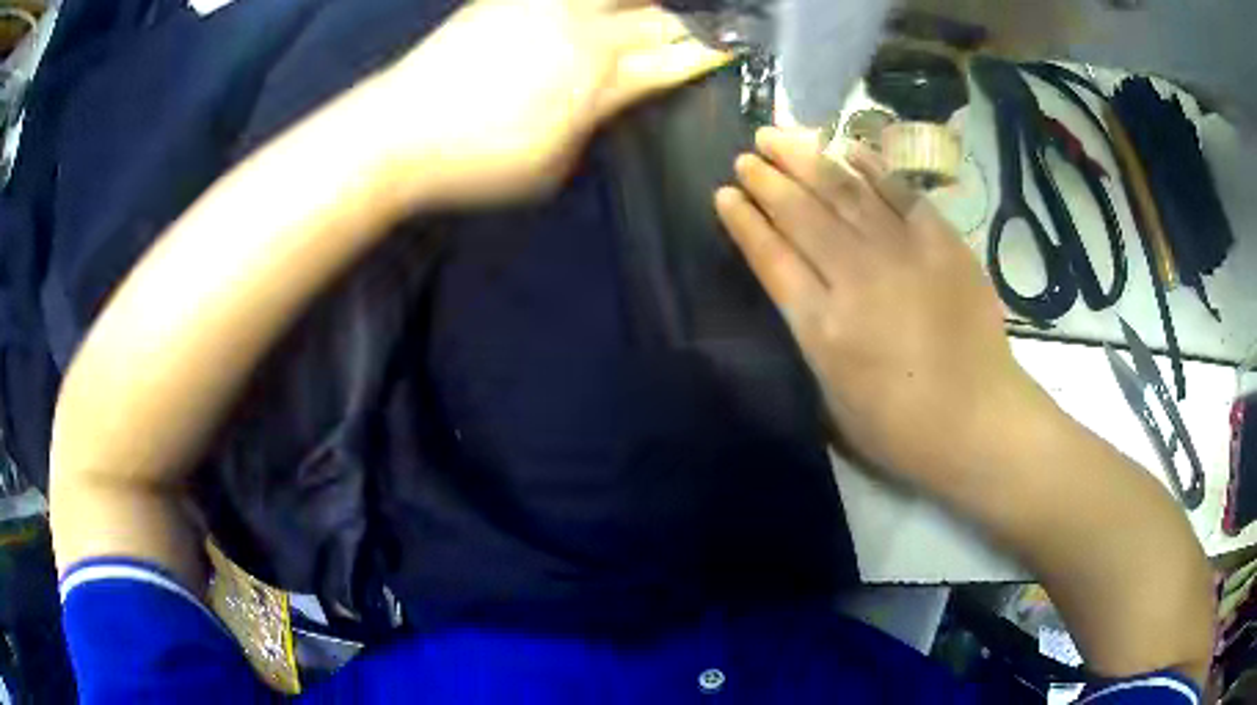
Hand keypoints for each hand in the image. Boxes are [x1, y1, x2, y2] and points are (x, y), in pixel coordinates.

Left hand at [377, 0, 729, 205]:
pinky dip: (596, 1)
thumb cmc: (476, 162)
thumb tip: (614, 95)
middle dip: (689, 23)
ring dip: (647, 6)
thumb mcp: (553, 163)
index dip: (704, 54)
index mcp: (598, 74)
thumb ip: (596, 121)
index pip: (670, 60)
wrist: (395, 132)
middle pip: (654, 18)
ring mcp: (543, 6)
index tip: (731, 48)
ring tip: (659, 15)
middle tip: (712, 25)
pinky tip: (599, 8)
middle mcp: (581, 28)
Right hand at [714, 128, 1035, 490]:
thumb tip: (800, 292)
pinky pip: (901, 192)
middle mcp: (856, 278)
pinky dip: (871, 166)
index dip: (744, 222)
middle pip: (801, 215)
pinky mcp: (941, 243)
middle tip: (746, 155)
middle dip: (767, 180)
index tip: (725, 193)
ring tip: (778, 136)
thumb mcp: (834, 400)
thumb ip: (812, 339)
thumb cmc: (901, 428)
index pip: (771, 257)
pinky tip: (847, 147)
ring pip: (844, 192)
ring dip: (806, 160)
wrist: (978, 421)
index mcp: (822, 327)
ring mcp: (902, 254)